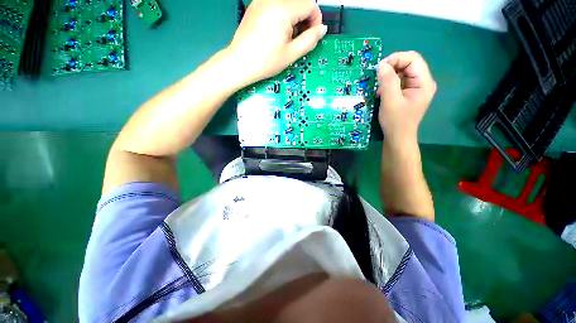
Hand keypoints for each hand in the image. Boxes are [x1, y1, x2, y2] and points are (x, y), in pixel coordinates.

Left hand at [228, 0, 326, 83]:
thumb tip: (322, 29)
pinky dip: (283, 14)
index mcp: (283, 10)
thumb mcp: (291, 54)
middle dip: (305, 17)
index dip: (316, 19)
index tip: (312, 35)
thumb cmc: (265, 62)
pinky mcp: (255, 5)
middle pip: (300, 1)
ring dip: (295, 16)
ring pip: (288, 2)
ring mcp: (262, 1)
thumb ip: (310, 40)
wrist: (240, 62)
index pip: (310, 4)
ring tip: (288, 36)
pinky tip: (278, 30)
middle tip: (300, 37)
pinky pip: (276, 4)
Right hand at [377, 51, 436, 141]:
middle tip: (377, 78)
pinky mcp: (408, 93)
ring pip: (402, 72)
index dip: (396, 59)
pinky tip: (382, 92)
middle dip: (391, 68)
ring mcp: (415, 88)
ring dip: (388, 77)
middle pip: (408, 64)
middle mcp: (423, 82)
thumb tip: (382, 65)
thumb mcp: (390, 101)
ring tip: (379, 88)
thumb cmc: (395, 122)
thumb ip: (387, 81)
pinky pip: (399, 81)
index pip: (413, 59)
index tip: (379, 68)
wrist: (397, 138)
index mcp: (424, 82)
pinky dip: (388, 83)